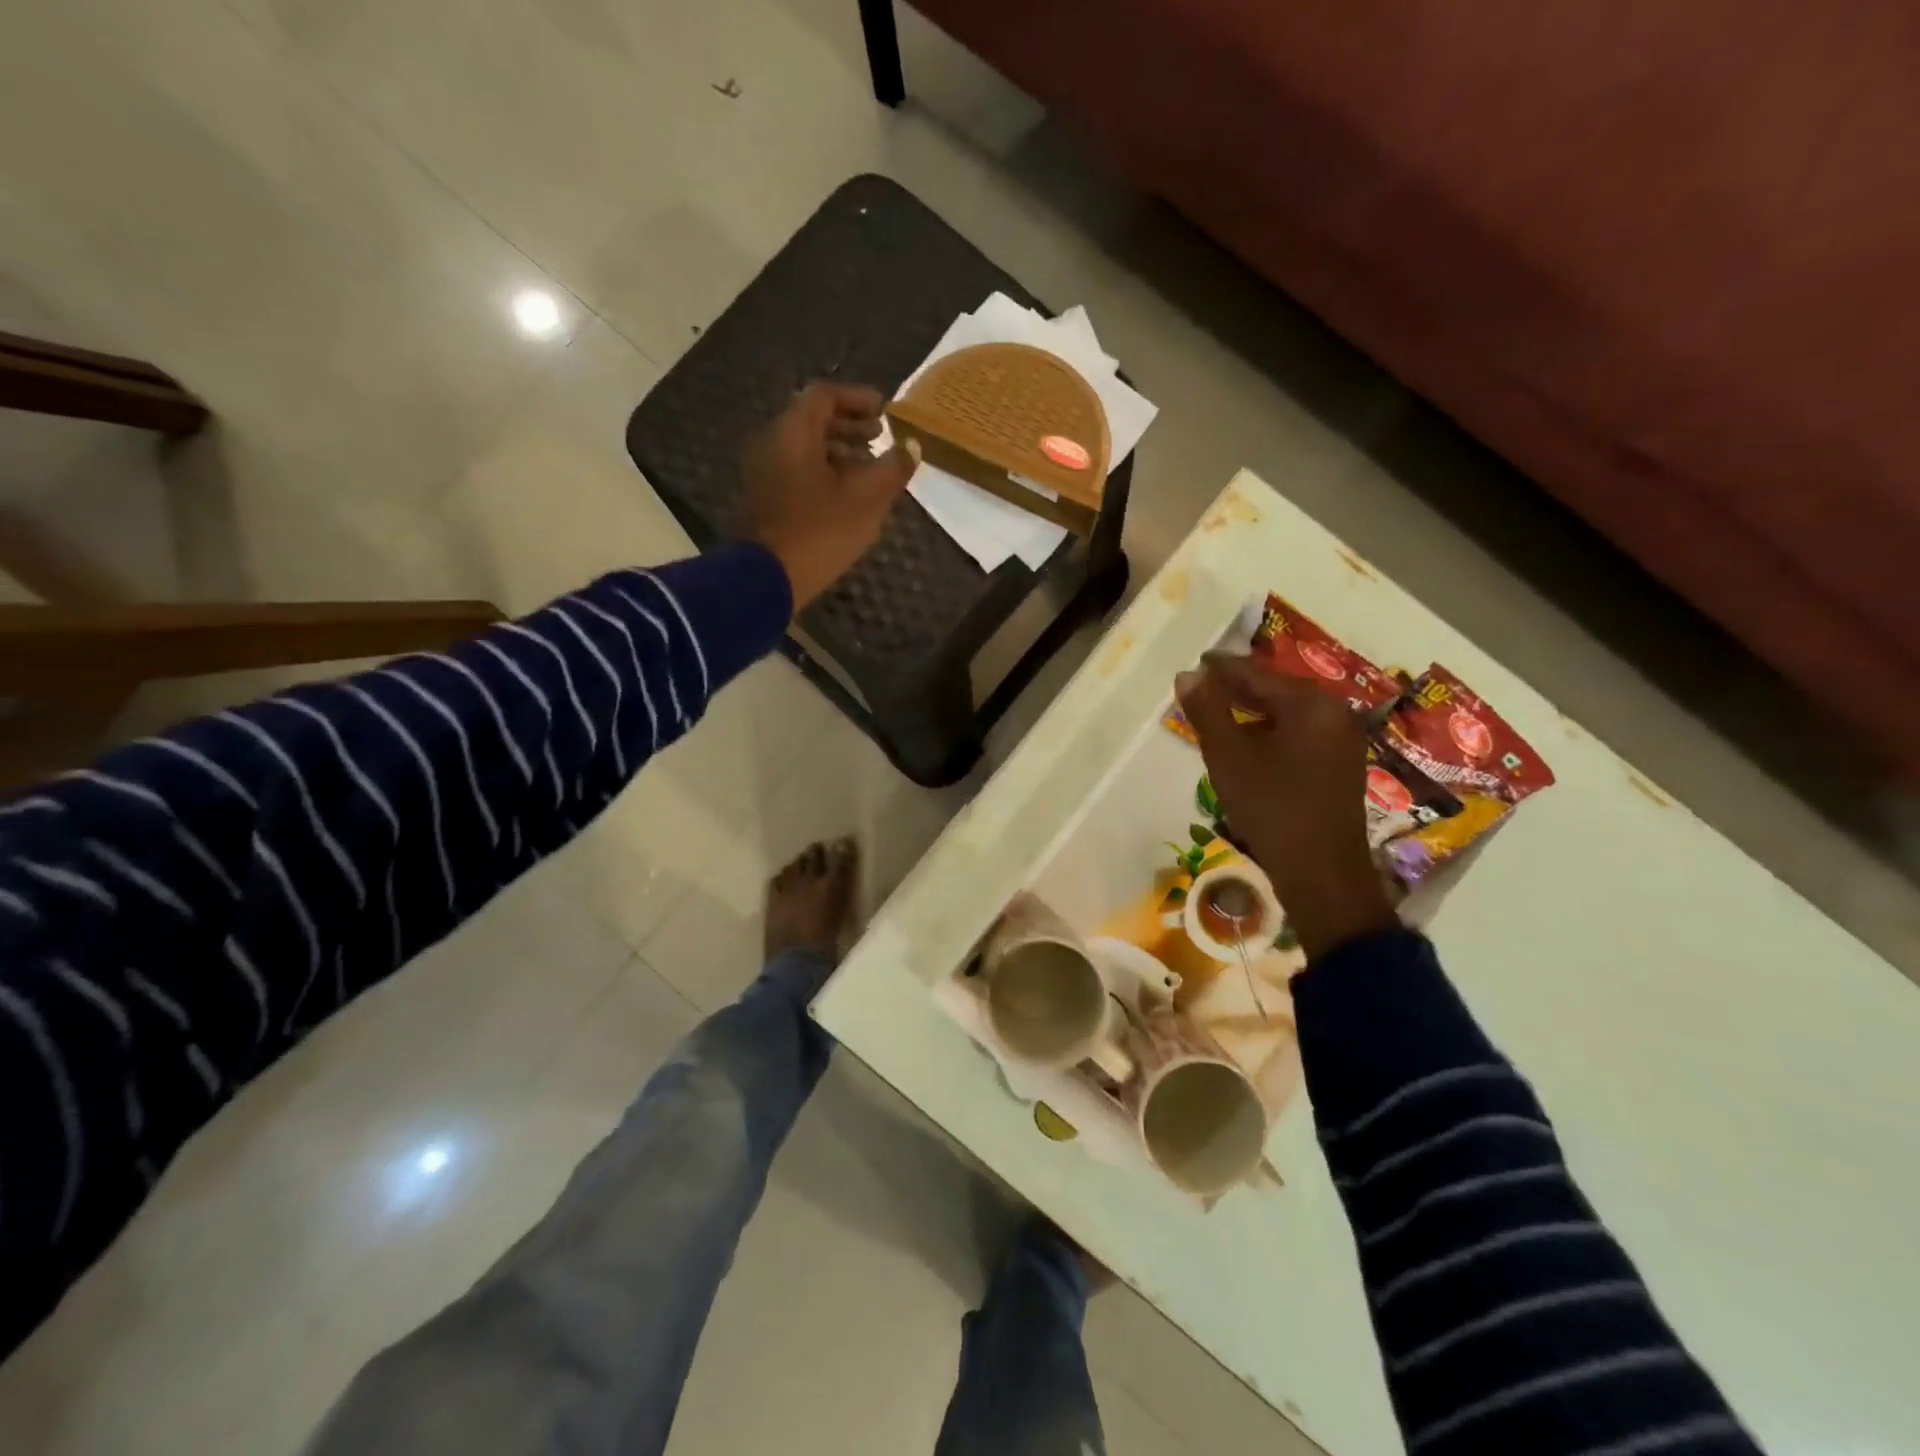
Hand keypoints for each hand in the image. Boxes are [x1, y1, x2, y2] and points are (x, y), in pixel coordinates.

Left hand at [742, 382, 920, 609]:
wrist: (766, 578)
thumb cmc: (820, 531)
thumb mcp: (867, 500)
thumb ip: (892, 468)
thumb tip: (911, 447)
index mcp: (793, 431)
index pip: (825, 395)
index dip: (857, 398)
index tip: (883, 411)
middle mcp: (771, 441)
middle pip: (811, 420)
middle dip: (848, 425)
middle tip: (879, 437)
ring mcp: (761, 471)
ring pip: (803, 447)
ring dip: (837, 451)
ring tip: (867, 469)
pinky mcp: (762, 498)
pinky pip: (794, 470)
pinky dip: (821, 471)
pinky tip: (844, 494)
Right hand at [1177, 653, 1396, 960]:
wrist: (1323, 874)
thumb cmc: (1272, 809)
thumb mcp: (1229, 758)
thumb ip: (1207, 712)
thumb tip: (1188, 675)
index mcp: (1310, 704)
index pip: (1256, 674)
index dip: (1222, 668)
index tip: (1196, 663)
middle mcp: (1334, 713)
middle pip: (1277, 689)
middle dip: (1238, 688)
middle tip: (1203, 687)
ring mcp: (1343, 740)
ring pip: (1289, 713)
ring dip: (1254, 711)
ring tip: (1219, 713)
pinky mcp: (1341, 765)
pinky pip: (1300, 733)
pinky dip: (1271, 731)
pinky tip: (1249, 743)